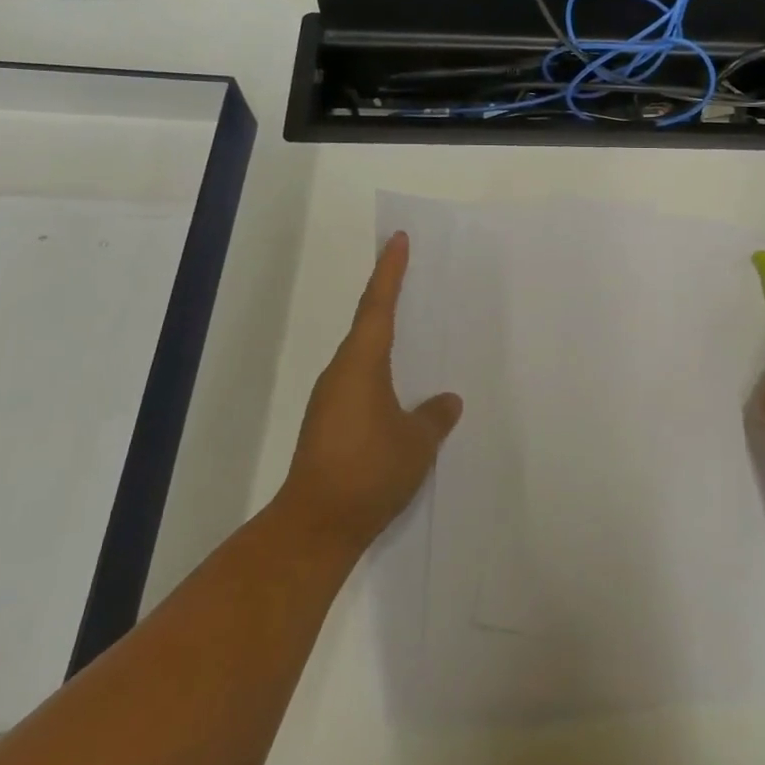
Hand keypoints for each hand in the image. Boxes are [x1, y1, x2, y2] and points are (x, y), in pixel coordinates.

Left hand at [275, 232, 462, 553]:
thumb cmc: (370, 471)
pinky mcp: (328, 424)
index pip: (378, 305)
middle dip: (387, 298)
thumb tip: (447, 401)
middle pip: (366, 325)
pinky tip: (400, 390)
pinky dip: (380, 373)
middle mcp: (340, 373)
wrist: (316, 525)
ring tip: (415, 333)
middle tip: (412, 277)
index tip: (398, 240)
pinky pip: (359, 383)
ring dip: (384, 339)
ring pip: (362, 357)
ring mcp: (330, 400)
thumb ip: (435, 416)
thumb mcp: (417, 442)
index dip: (390, 271)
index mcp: (361, 364)